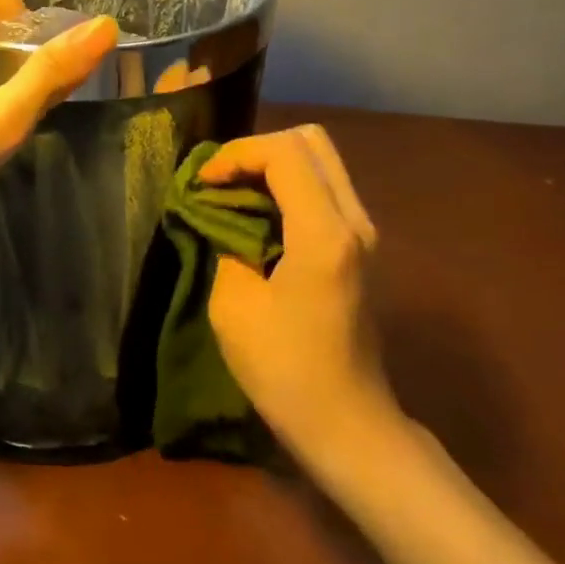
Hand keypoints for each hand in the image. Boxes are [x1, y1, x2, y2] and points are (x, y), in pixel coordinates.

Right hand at [200, 125, 401, 456]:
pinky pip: (323, 190)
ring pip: (320, 162)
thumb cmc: (284, 369)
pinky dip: (286, 187)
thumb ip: (226, 244)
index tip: (202, 184)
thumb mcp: (233, 305)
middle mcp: (354, 220)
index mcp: (324, 233)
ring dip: (272, 167)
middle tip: (220, 180)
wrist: (346, 421)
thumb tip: (220, 217)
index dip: (235, 155)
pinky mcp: (357, 248)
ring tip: (232, 195)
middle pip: (311, 142)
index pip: (284, 153)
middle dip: (257, 150)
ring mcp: (362, 233)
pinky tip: (256, 216)